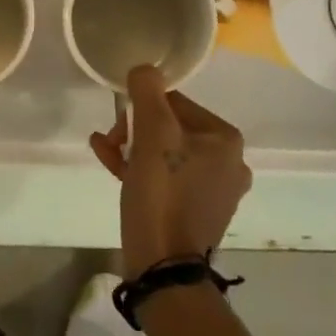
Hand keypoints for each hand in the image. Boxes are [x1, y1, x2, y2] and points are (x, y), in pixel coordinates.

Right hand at [90, 64, 250, 276]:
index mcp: (226, 139)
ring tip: (105, 150)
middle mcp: (230, 162)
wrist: (164, 266)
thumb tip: (144, 69)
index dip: (141, 108)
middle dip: (135, 129)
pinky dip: (141, 169)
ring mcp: (216, 191)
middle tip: (111, 140)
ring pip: (166, 153)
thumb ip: (147, 92)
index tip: (119, 123)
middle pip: (171, 127)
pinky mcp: (198, 212)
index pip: (176, 102)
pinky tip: (111, 164)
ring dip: (133, 148)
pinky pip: (167, 178)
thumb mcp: (152, 133)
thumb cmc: (162, 193)